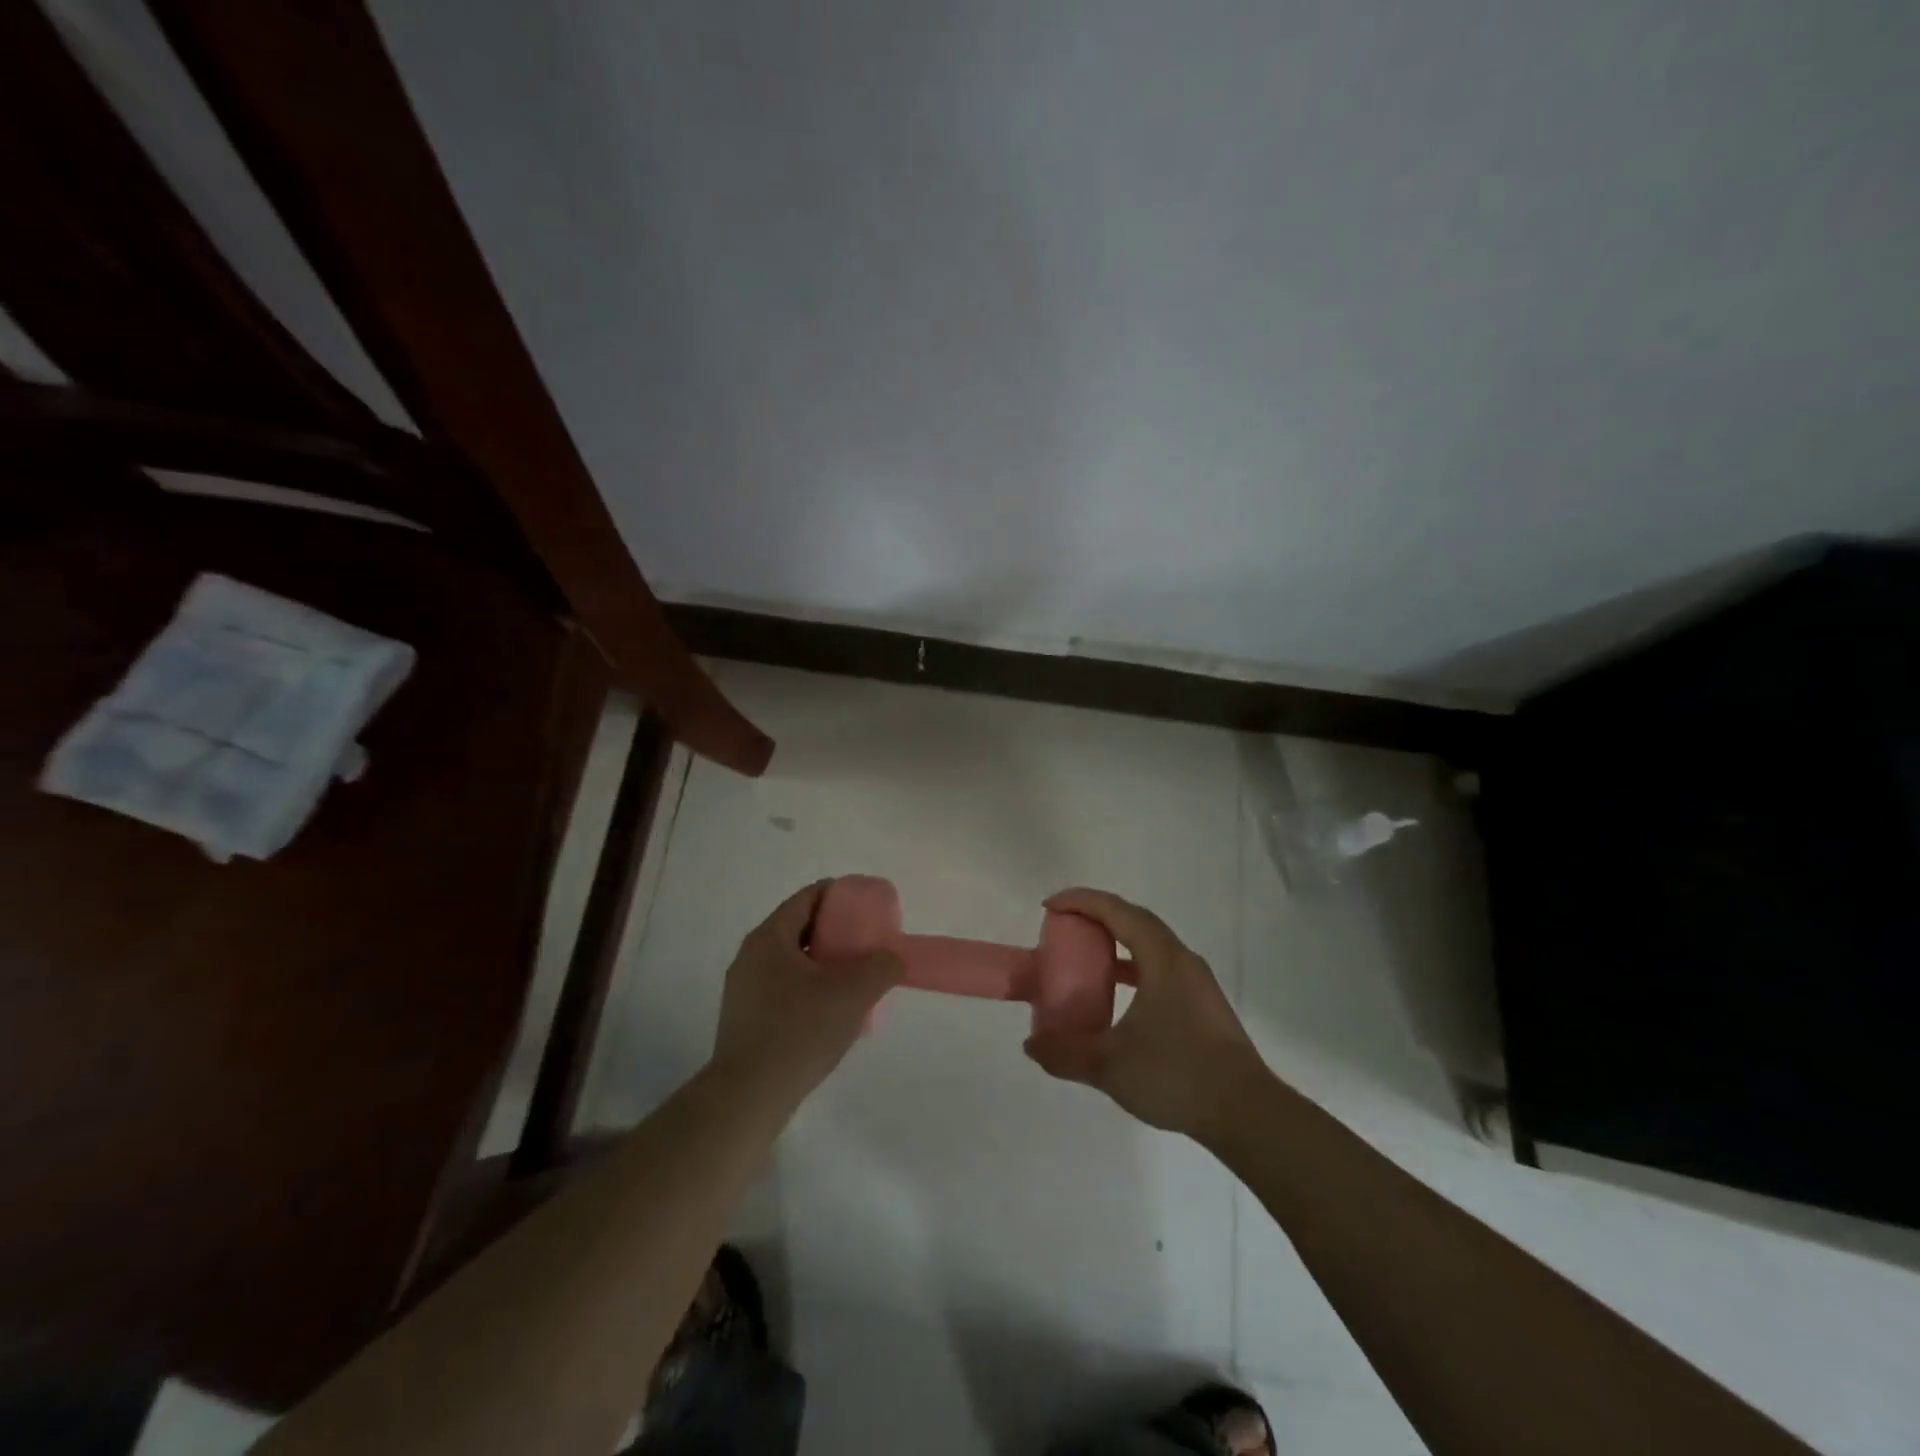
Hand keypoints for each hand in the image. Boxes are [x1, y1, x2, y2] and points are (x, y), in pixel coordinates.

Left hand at [710, 881, 903, 1103]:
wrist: (749, 1096)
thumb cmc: (800, 1032)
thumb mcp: (853, 993)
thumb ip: (882, 966)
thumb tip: (893, 957)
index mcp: (770, 937)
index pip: (808, 897)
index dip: (841, 896)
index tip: (868, 908)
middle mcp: (751, 955)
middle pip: (800, 928)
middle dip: (836, 932)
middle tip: (867, 944)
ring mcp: (743, 988)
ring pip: (792, 961)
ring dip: (824, 964)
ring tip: (854, 980)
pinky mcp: (744, 1018)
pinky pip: (783, 987)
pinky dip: (809, 987)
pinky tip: (831, 1011)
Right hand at [1024, 888, 1268, 1139]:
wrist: (1246, 1113)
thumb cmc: (1177, 1075)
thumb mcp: (1111, 1066)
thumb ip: (1066, 1053)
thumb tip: (1031, 1044)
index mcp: (1162, 959)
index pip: (1117, 911)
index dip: (1080, 901)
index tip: (1049, 907)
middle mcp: (1182, 959)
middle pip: (1135, 919)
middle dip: (1097, 915)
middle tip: (1064, 925)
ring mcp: (1196, 982)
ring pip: (1150, 943)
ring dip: (1117, 941)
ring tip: (1087, 956)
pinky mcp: (1202, 1004)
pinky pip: (1160, 967)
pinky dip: (1133, 967)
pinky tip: (1119, 993)